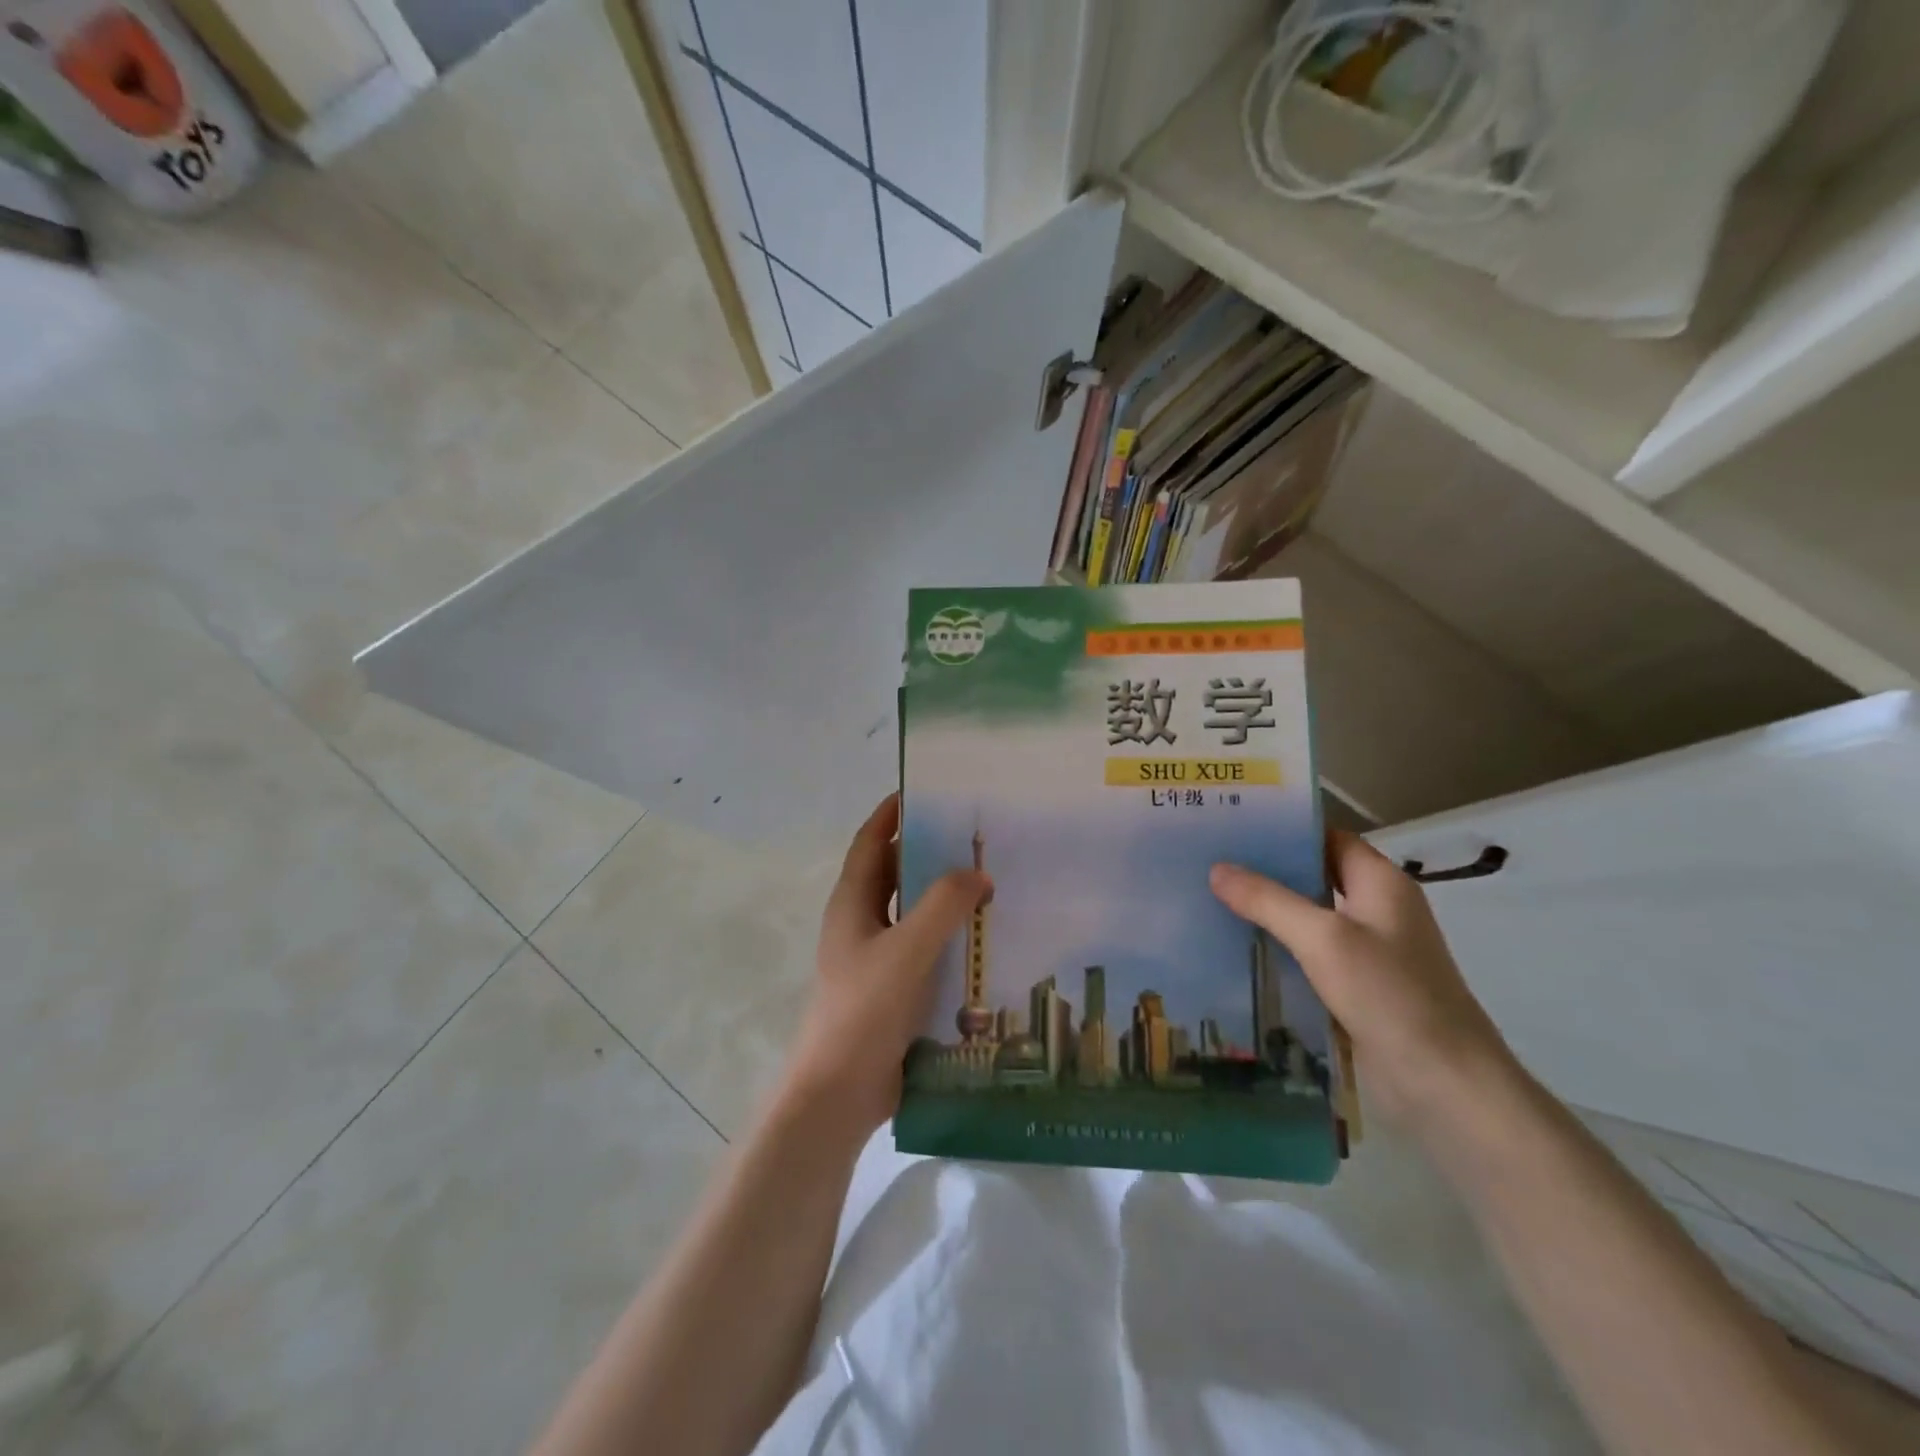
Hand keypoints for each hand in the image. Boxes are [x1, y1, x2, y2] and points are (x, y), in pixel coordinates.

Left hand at [779, 795, 991, 1135]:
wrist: (840, 1092)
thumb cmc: (865, 1009)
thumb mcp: (907, 949)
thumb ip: (944, 905)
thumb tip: (978, 873)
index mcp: (852, 903)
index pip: (871, 842)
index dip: (892, 813)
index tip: (927, 790)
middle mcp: (862, 923)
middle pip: (895, 874)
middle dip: (928, 852)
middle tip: (976, 837)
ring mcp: (877, 958)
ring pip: (914, 913)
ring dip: (944, 897)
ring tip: (991, 881)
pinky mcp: (894, 989)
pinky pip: (926, 948)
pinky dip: (950, 936)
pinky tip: (985, 938)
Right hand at [1210, 831, 1517, 1133]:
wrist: (1446, 1086)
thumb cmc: (1390, 996)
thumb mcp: (1323, 939)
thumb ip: (1268, 901)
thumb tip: (1217, 869)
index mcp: (1382, 884)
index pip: (1328, 839)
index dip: (1285, 830)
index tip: (1234, 827)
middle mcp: (1378, 910)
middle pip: (1315, 876)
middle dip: (1267, 871)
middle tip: (1210, 862)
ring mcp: (1370, 951)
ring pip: (1310, 918)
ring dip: (1268, 911)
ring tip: (1211, 899)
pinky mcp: (1358, 988)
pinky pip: (1311, 954)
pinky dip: (1279, 947)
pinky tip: (1237, 949)